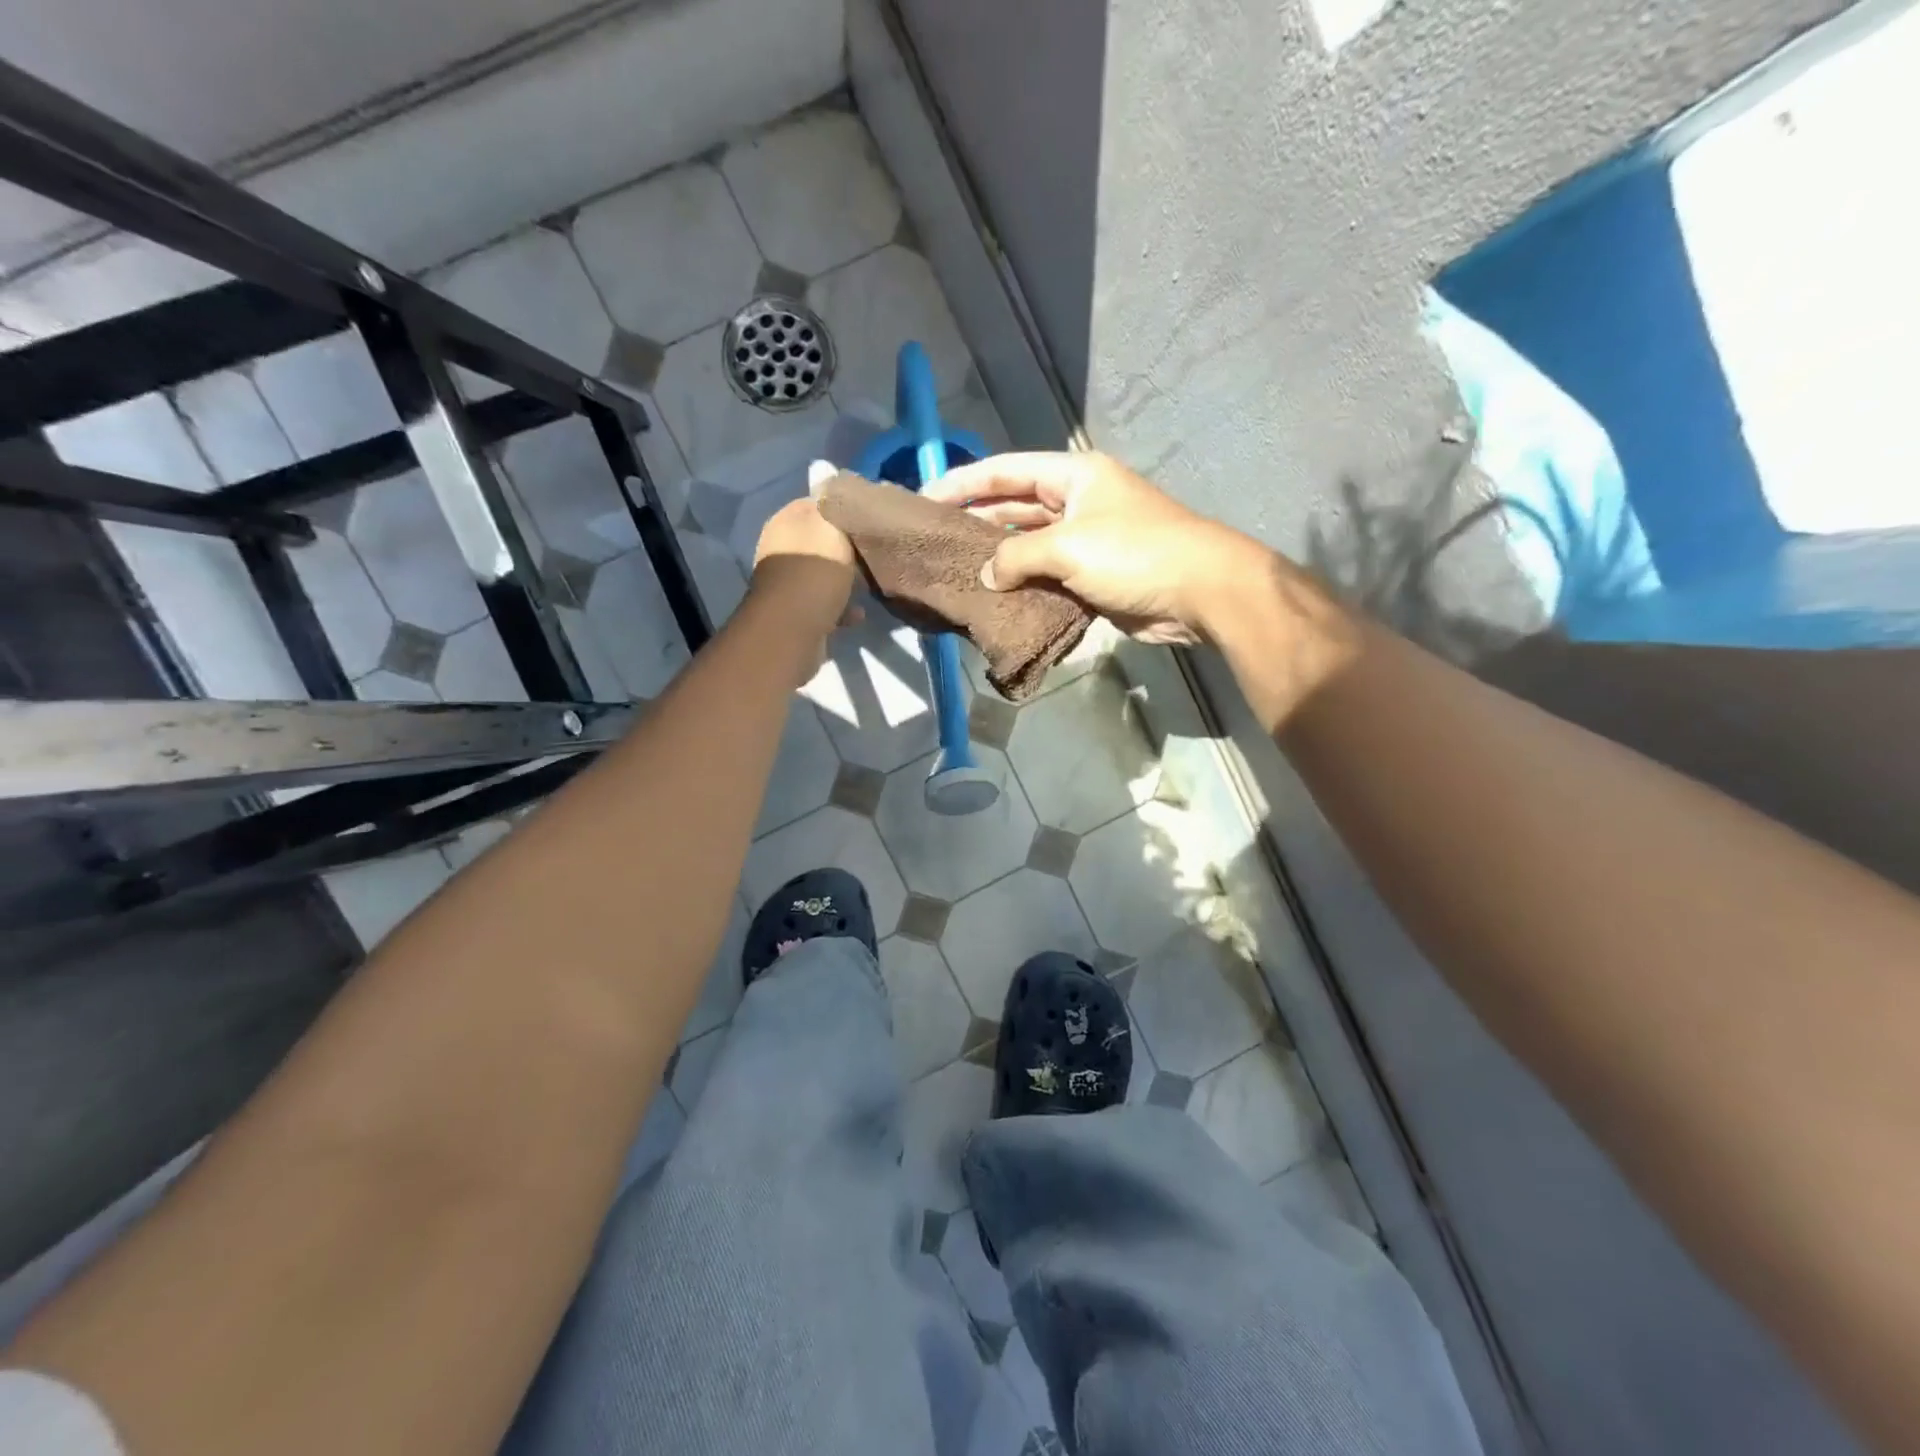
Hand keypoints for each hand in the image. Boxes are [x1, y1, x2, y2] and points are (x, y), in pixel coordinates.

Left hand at [750, 487, 859, 679]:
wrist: (792, 631)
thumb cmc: (814, 572)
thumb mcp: (830, 527)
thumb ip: (832, 499)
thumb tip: (824, 468)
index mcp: (787, 521)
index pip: (818, 502)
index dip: (845, 507)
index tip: (874, 516)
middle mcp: (783, 548)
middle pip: (823, 540)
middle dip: (848, 546)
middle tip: (877, 550)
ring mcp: (788, 582)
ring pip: (825, 573)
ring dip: (847, 580)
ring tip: (872, 583)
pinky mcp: (797, 613)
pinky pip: (826, 604)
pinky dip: (842, 607)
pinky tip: (859, 613)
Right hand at [921, 451, 1268, 644]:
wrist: (1199, 592)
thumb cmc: (1134, 553)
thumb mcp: (1068, 546)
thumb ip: (1016, 556)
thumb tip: (986, 577)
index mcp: (1072, 476)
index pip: (1005, 471)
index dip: (963, 482)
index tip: (924, 498)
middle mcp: (1076, 502)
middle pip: (1014, 506)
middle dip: (975, 521)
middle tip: (934, 541)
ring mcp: (1085, 540)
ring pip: (1028, 545)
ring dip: (997, 558)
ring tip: (955, 571)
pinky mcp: (1092, 575)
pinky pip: (1046, 575)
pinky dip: (1021, 585)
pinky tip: (992, 597)